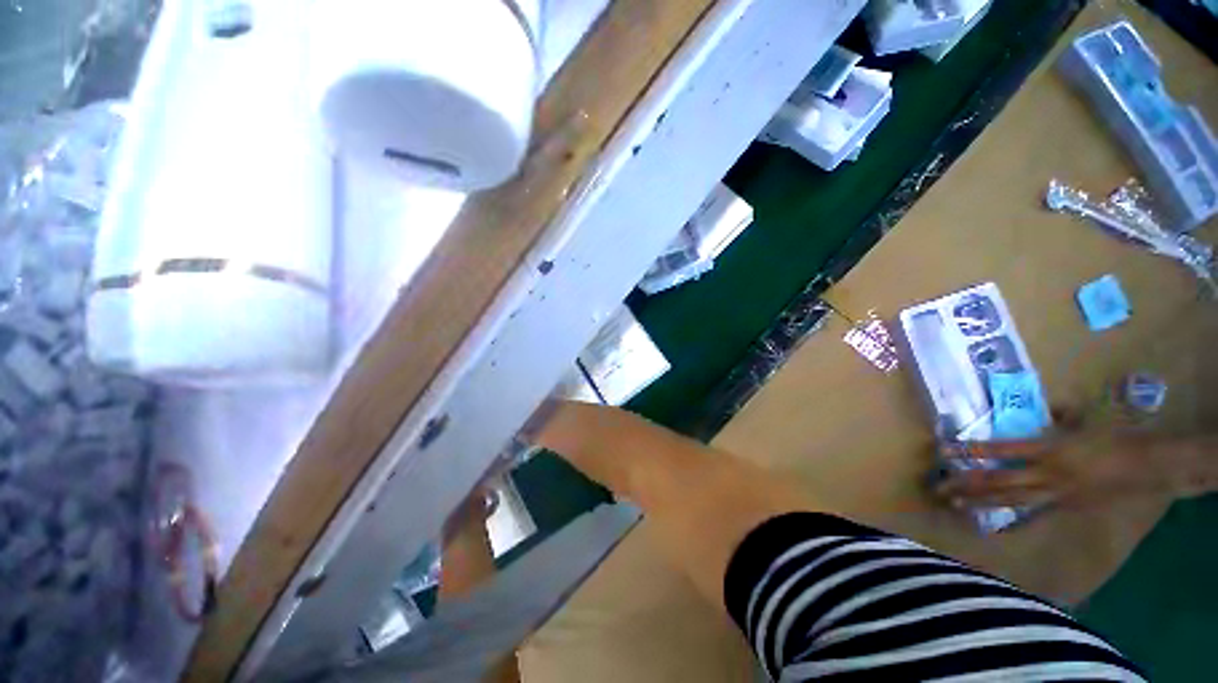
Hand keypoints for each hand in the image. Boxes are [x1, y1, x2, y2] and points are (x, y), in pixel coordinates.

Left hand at [933, 429, 1165, 510]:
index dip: (973, 450)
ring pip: (1012, 500)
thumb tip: (1039, 411)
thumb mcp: (1084, 419)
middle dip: (967, 484)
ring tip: (955, 504)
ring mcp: (1057, 494)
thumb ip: (1056, 416)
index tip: (946, 449)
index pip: (1002, 449)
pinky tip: (992, 520)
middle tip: (939, 488)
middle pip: (999, 480)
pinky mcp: (1067, 508)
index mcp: (1050, 448)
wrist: (1151, 467)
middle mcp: (1048, 474)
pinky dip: (1011, 515)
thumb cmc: (1117, 437)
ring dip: (981, 502)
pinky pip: (1033, 511)